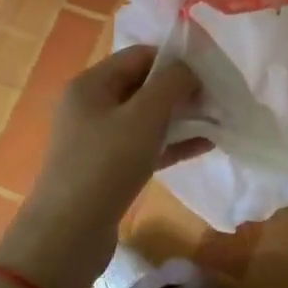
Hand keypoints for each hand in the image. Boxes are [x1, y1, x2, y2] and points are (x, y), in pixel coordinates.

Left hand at [0, 46, 209, 287]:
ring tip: (218, 120)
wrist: (69, 232)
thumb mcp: (144, 116)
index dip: (175, 59)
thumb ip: (172, 84)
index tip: (210, 72)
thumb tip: (189, 70)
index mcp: (91, 84)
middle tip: (218, 98)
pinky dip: (173, 143)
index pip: (140, 55)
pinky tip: (206, 145)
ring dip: (181, 117)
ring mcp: (99, 139)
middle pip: (144, 86)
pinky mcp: (109, 168)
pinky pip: (147, 145)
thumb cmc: (106, 164)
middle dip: (181, 90)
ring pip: (147, 118)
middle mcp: (91, 105)